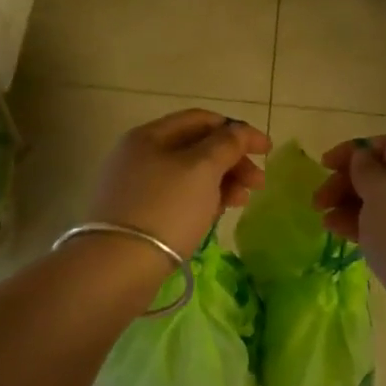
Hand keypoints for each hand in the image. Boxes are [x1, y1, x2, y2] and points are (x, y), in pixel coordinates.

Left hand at [86, 109, 270, 259]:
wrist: (118, 266)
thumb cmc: (166, 208)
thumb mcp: (202, 169)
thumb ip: (226, 144)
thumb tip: (239, 131)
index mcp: (149, 135)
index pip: (201, 119)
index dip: (237, 130)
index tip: (267, 150)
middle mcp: (138, 155)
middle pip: (195, 148)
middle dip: (231, 161)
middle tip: (258, 183)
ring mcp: (134, 186)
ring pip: (187, 176)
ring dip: (221, 183)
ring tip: (241, 202)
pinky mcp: (135, 215)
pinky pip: (176, 198)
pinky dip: (201, 201)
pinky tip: (216, 215)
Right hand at [312, 135, 385, 301]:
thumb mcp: (381, 192)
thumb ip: (365, 169)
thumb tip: (362, 157)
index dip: (354, 150)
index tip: (324, 165)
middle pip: (381, 175)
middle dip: (346, 182)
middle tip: (318, 199)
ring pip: (379, 204)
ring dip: (348, 206)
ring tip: (324, 220)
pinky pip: (383, 228)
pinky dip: (359, 226)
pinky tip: (337, 233)